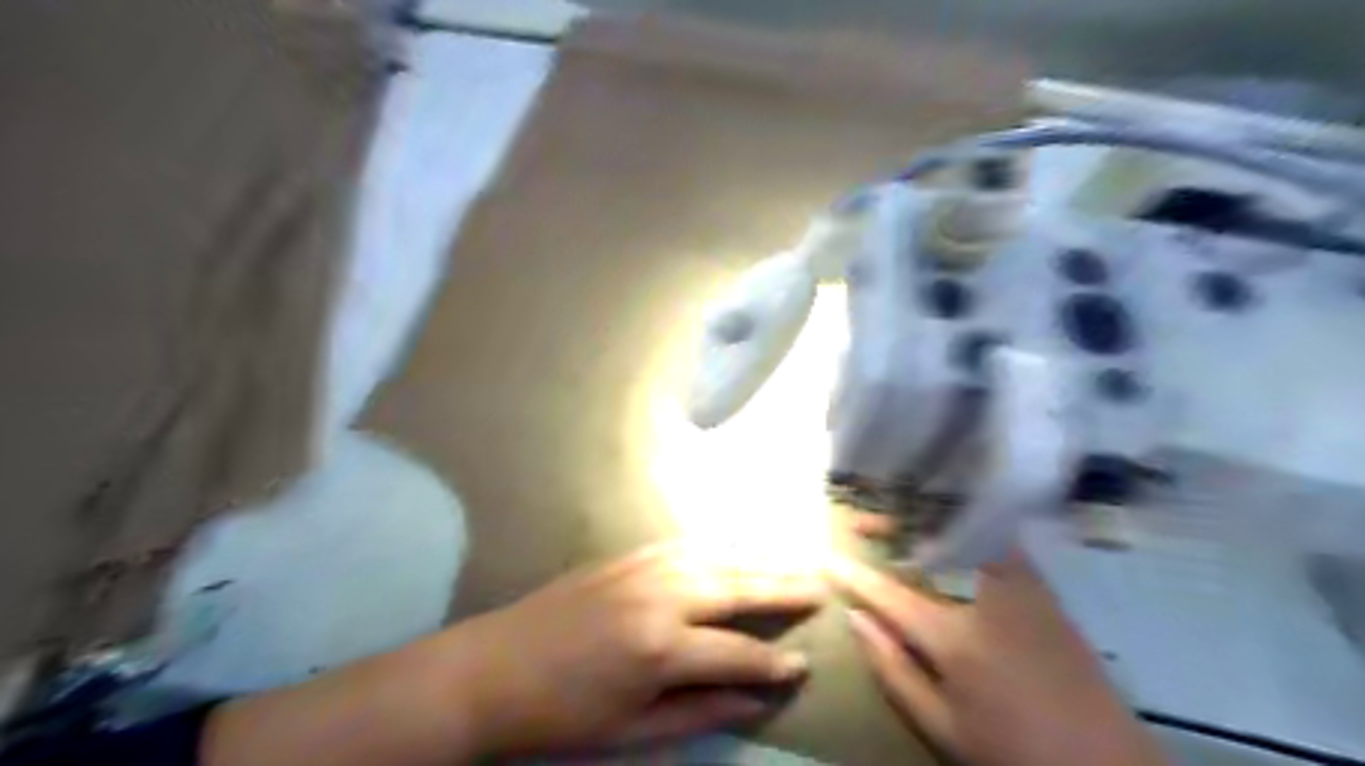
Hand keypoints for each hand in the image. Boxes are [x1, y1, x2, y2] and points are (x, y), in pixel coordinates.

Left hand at [201, 545, 819, 765]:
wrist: (489, 670)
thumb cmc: (560, 717)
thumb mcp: (632, 731)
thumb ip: (701, 711)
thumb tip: (758, 697)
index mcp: (662, 647)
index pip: (739, 652)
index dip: (775, 662)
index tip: (806, 664)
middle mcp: (662, 595)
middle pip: (738, 586)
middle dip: (783, 587)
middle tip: (822, 585)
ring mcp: (644, 567)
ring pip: (717, 556)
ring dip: (758, 559)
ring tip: (793, 561)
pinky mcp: (627, 556)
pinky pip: (686, 543)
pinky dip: (720, 545)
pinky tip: (736, 546)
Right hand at [826, 551, 1165, 765]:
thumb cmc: (1014, 753)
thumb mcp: (943, 728)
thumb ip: (893, 670)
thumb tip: (855, 620)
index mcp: (956, 638)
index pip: (890, 595)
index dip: (854, 575)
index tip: (826, 557)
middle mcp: (987, 598)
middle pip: (932, 540)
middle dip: (892, 521)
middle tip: (864, 522)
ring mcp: (1022, 587)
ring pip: (968, 530)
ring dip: (928, 517)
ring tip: (902, 521)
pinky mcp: (1045, 590)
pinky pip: (998, 540)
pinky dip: (966, 527)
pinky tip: (951, 536)